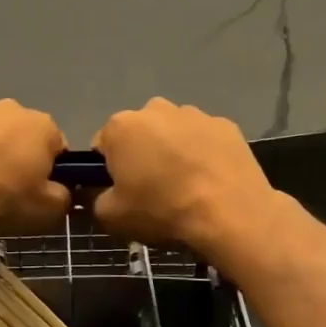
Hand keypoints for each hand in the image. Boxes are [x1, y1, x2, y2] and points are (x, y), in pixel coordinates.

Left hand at [0, 100, 70, 235]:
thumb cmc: (0, 197)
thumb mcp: (46, 210)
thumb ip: (63, 198)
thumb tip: (59, 192)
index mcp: (42, 125)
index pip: (57, 147)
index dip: (51, 172)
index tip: (37, 194)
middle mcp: (10, 109)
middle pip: (22, 137)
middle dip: (17, 159)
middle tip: (6, 193)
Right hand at [92, 98, 281, 266]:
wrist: (231, 214)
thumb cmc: (163, 211)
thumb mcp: (111, 217)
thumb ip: (95, 199)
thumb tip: (99, 191)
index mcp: (121, 126)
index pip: (103, 145)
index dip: (109, 170)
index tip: (123, 191)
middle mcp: (155, 109)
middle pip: (139, 133)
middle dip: (142, 155)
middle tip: (155, 190)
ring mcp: (194, 114)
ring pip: (173, 133)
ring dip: (173, 151)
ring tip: (187, 186)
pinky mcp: (225, 125)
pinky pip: (204, 139)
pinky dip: (204, 154)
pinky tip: (211, 180)